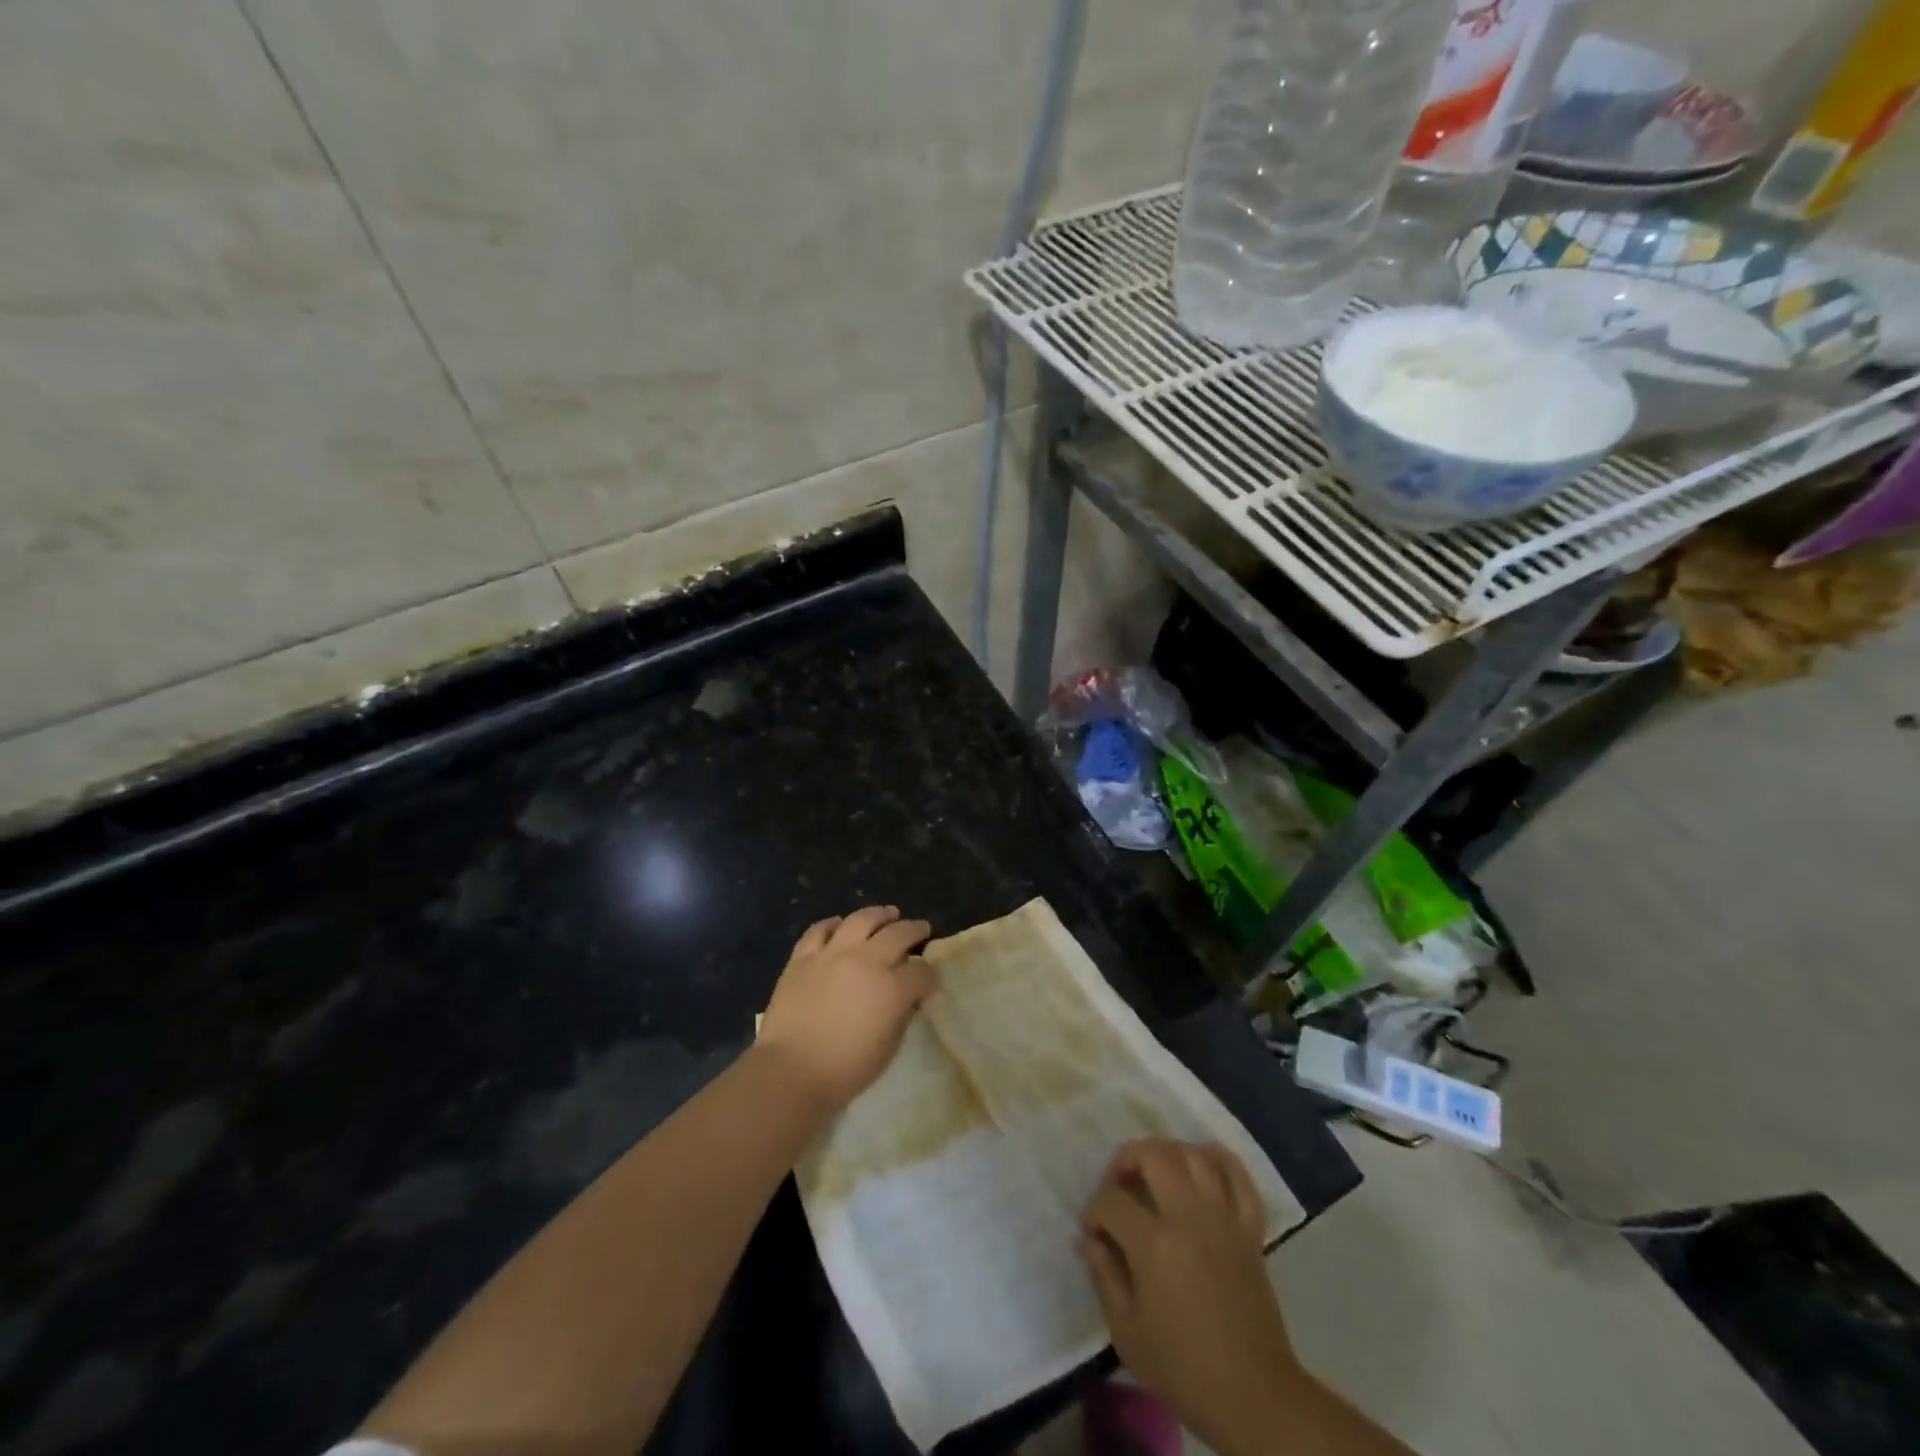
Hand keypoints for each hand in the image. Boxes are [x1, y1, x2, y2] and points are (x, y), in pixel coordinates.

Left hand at [757, 906, 936, 1111]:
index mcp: (892, 988)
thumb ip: (901, 1014)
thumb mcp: (888, 1047)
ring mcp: (832, 954)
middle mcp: (866, 961)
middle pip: (898, 934)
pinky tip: (840, 925)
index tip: (931, 977)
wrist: (789, 1072)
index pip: (922, 972)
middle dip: (915, 930)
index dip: (930, 974)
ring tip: (888, 914)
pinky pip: (819, 930)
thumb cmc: (845, 1070)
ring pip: (861, 919)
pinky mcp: (803, 957)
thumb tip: (906, 996)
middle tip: (921, 928)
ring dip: (879, 914)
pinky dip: (833, 924)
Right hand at [1079, 1140, 1301, 1455]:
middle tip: (1117, 1186)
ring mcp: (1224, 1217)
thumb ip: (1104, 1274)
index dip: (1093, 1211)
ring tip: (1154, 1172)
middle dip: (1125, 1160)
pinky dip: (1218, 1160)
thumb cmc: (1184, 1369)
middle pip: (1153, 1154)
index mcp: (1154, 1243)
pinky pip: (1237, 1175)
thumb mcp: (1127, 1332)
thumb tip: (1089, 1238)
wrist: (1254, 1396)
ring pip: (1194, 1154)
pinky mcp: (1250, 1228)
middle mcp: (1189, 1216)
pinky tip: (1202, 1164)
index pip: (1111, 1200)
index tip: (1092, 1232)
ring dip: (1167, 1153)